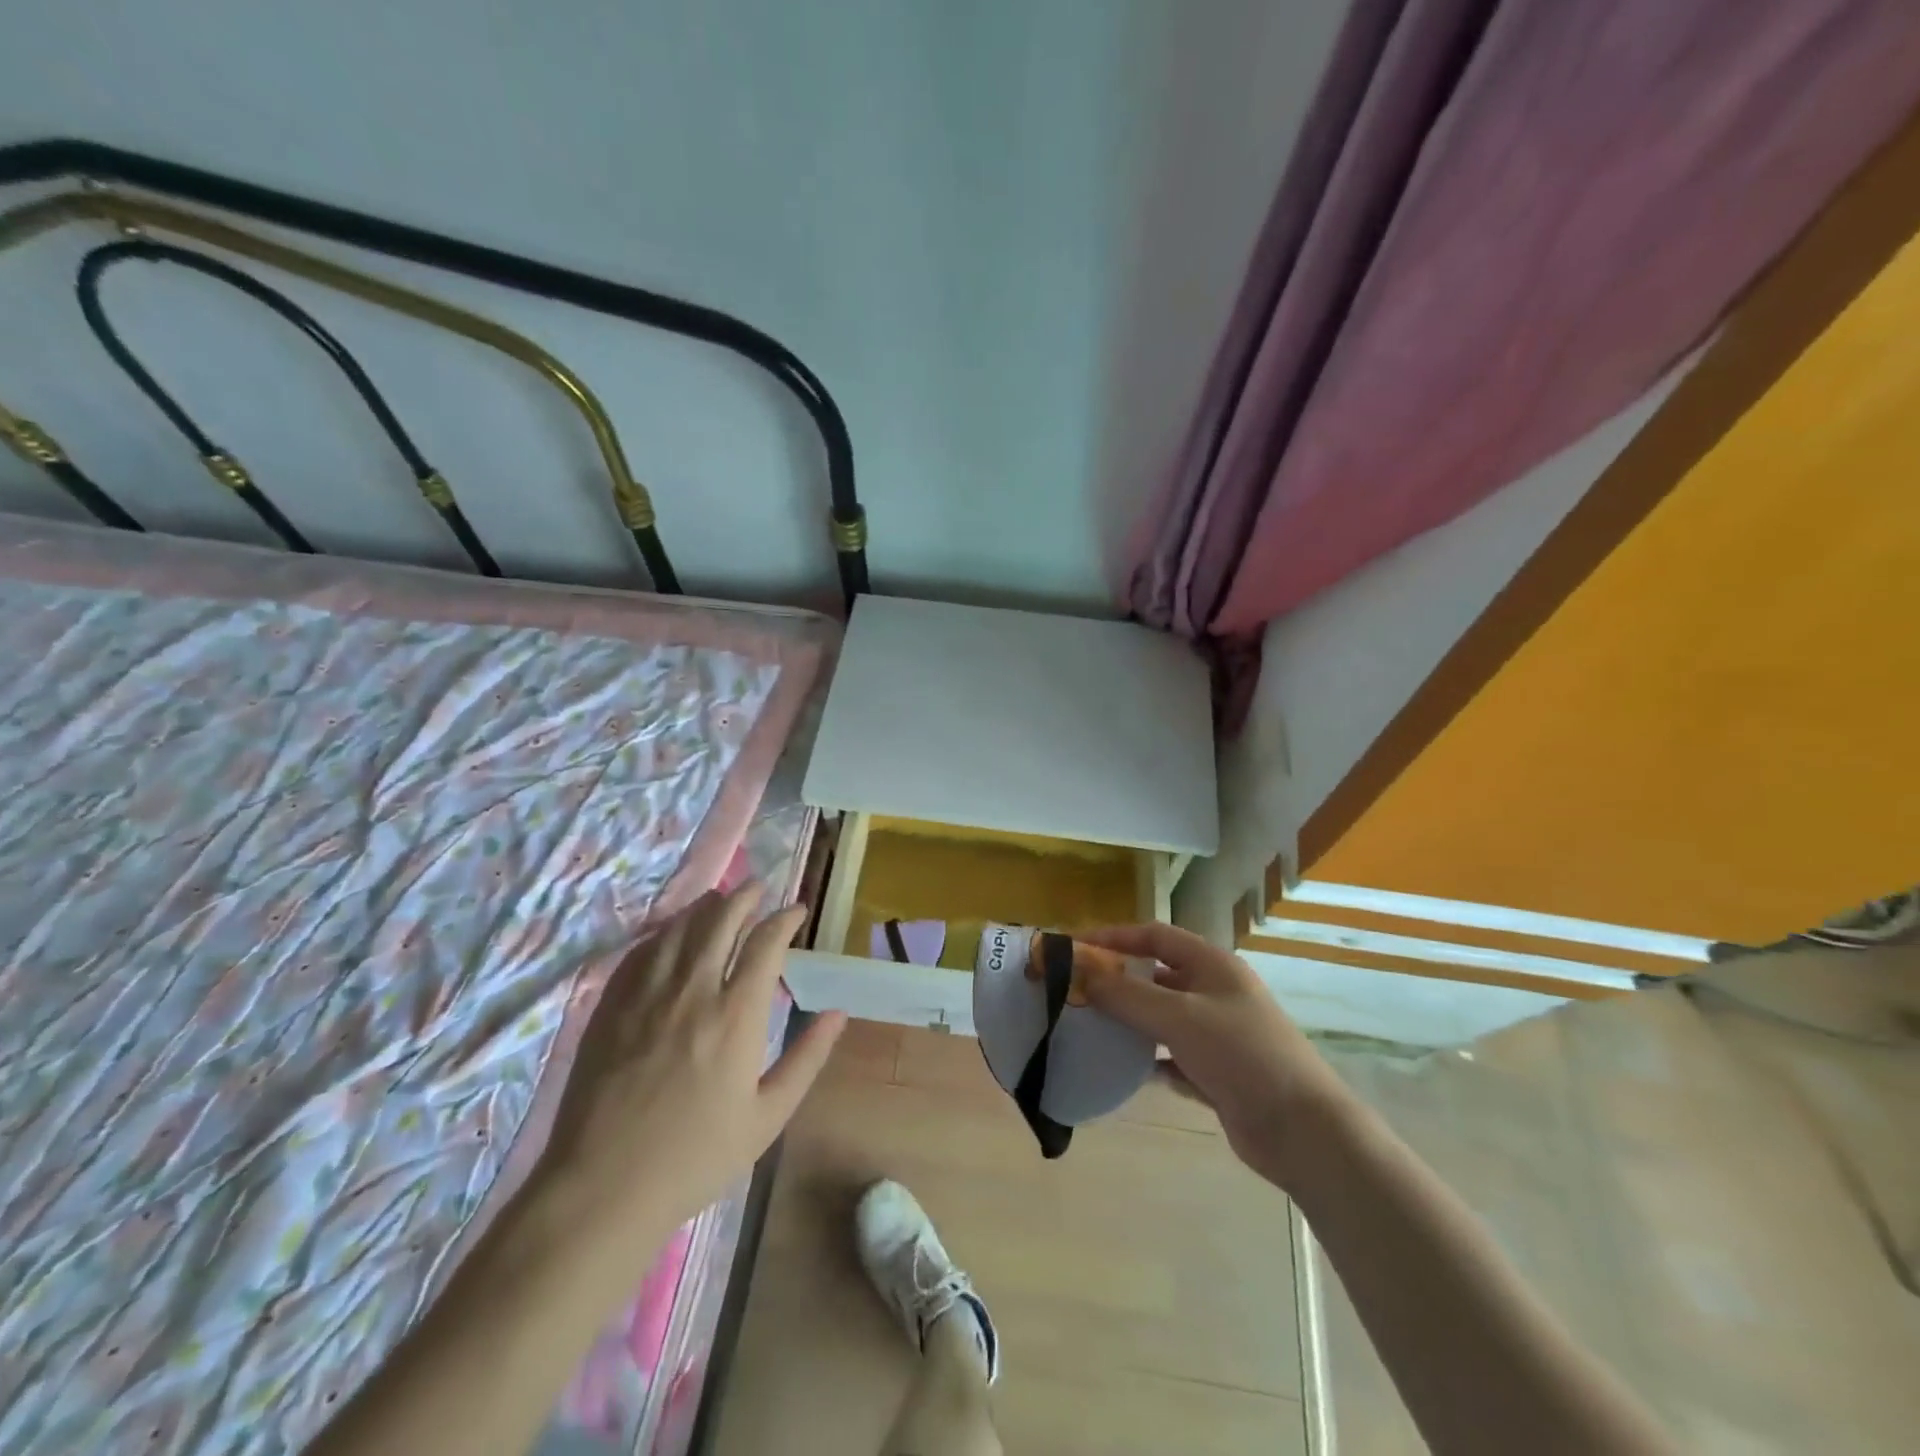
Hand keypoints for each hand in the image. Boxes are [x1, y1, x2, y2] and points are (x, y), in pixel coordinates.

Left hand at [535, 886, 845, 1252]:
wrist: (603, 1188)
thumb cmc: (696, 1157)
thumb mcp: (767, 1116)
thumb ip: (807, 1058)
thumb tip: (838, 1012)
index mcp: (737, 1014)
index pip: (766, 942)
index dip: (785, 918)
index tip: (796, 910)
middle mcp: (694, 989)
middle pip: (721, 920)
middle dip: (744, 896)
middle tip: (758, 888)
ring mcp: (647, 993)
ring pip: (680, 927)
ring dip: (705, 906)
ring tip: (719, 899)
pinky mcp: (611, 1005)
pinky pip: (642, 950)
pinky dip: (664, 931)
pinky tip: (671, 933)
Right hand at [1079, 922, 1345, 1191]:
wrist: (1301, 1131)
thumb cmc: (1241, 1055)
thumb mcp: (1179, 1017)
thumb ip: (1127, 994)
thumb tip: (1079, 972)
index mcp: (1212, 965)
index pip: (1156, 936)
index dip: (1116, 937)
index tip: (1076, 947)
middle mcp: (1214, 993)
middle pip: (1156, 976)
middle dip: (1118, 982)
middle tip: (1075, 991)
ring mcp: (1217, 1035)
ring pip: (1161, 1018)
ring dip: (1129, 1021)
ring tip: (1088, 1027)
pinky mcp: (1216, 1074)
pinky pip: (1170, 1058)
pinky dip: (1147, 1060)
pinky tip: (1121, 1069)